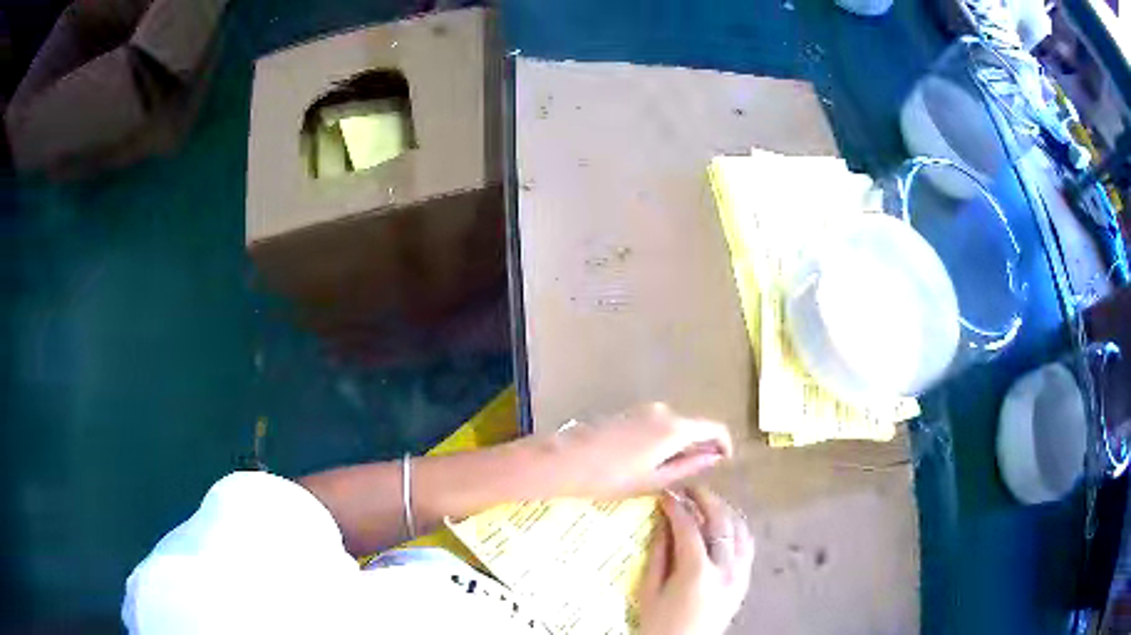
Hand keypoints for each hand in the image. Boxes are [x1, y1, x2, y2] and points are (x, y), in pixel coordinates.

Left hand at [522, 403, 732, 499]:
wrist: (565, 460)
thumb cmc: (611, 477)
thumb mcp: (654, 479)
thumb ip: (689, 466)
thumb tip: (715, 457)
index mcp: (675, 429)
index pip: (714, 428)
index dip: (724, 444)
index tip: (724, 460)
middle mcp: (664, 412)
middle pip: (693, 426)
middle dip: (699, 446)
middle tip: (694, 473)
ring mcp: (643, 410)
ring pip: (674, 426)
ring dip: (679, 444)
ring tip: (667, 472)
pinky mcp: (628, 413)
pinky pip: (656, 425)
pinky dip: (661, 440)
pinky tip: (646, 461)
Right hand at [639, 487, 753, 634]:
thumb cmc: (658, 623)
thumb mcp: (650, 590)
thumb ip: (659, 553)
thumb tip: (663, 521)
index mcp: (697, 573)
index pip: (690, 528)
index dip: (677, 507)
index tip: (666, 494)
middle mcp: (725, 569)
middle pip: (721, 523)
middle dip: (705, 500)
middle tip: (689, 489)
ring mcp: (740, 574)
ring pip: (739, 530)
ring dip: (724, 511)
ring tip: (706, 502)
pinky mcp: (745, 580)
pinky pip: (747, 545)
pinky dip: (737, 528)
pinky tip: (725, 524)